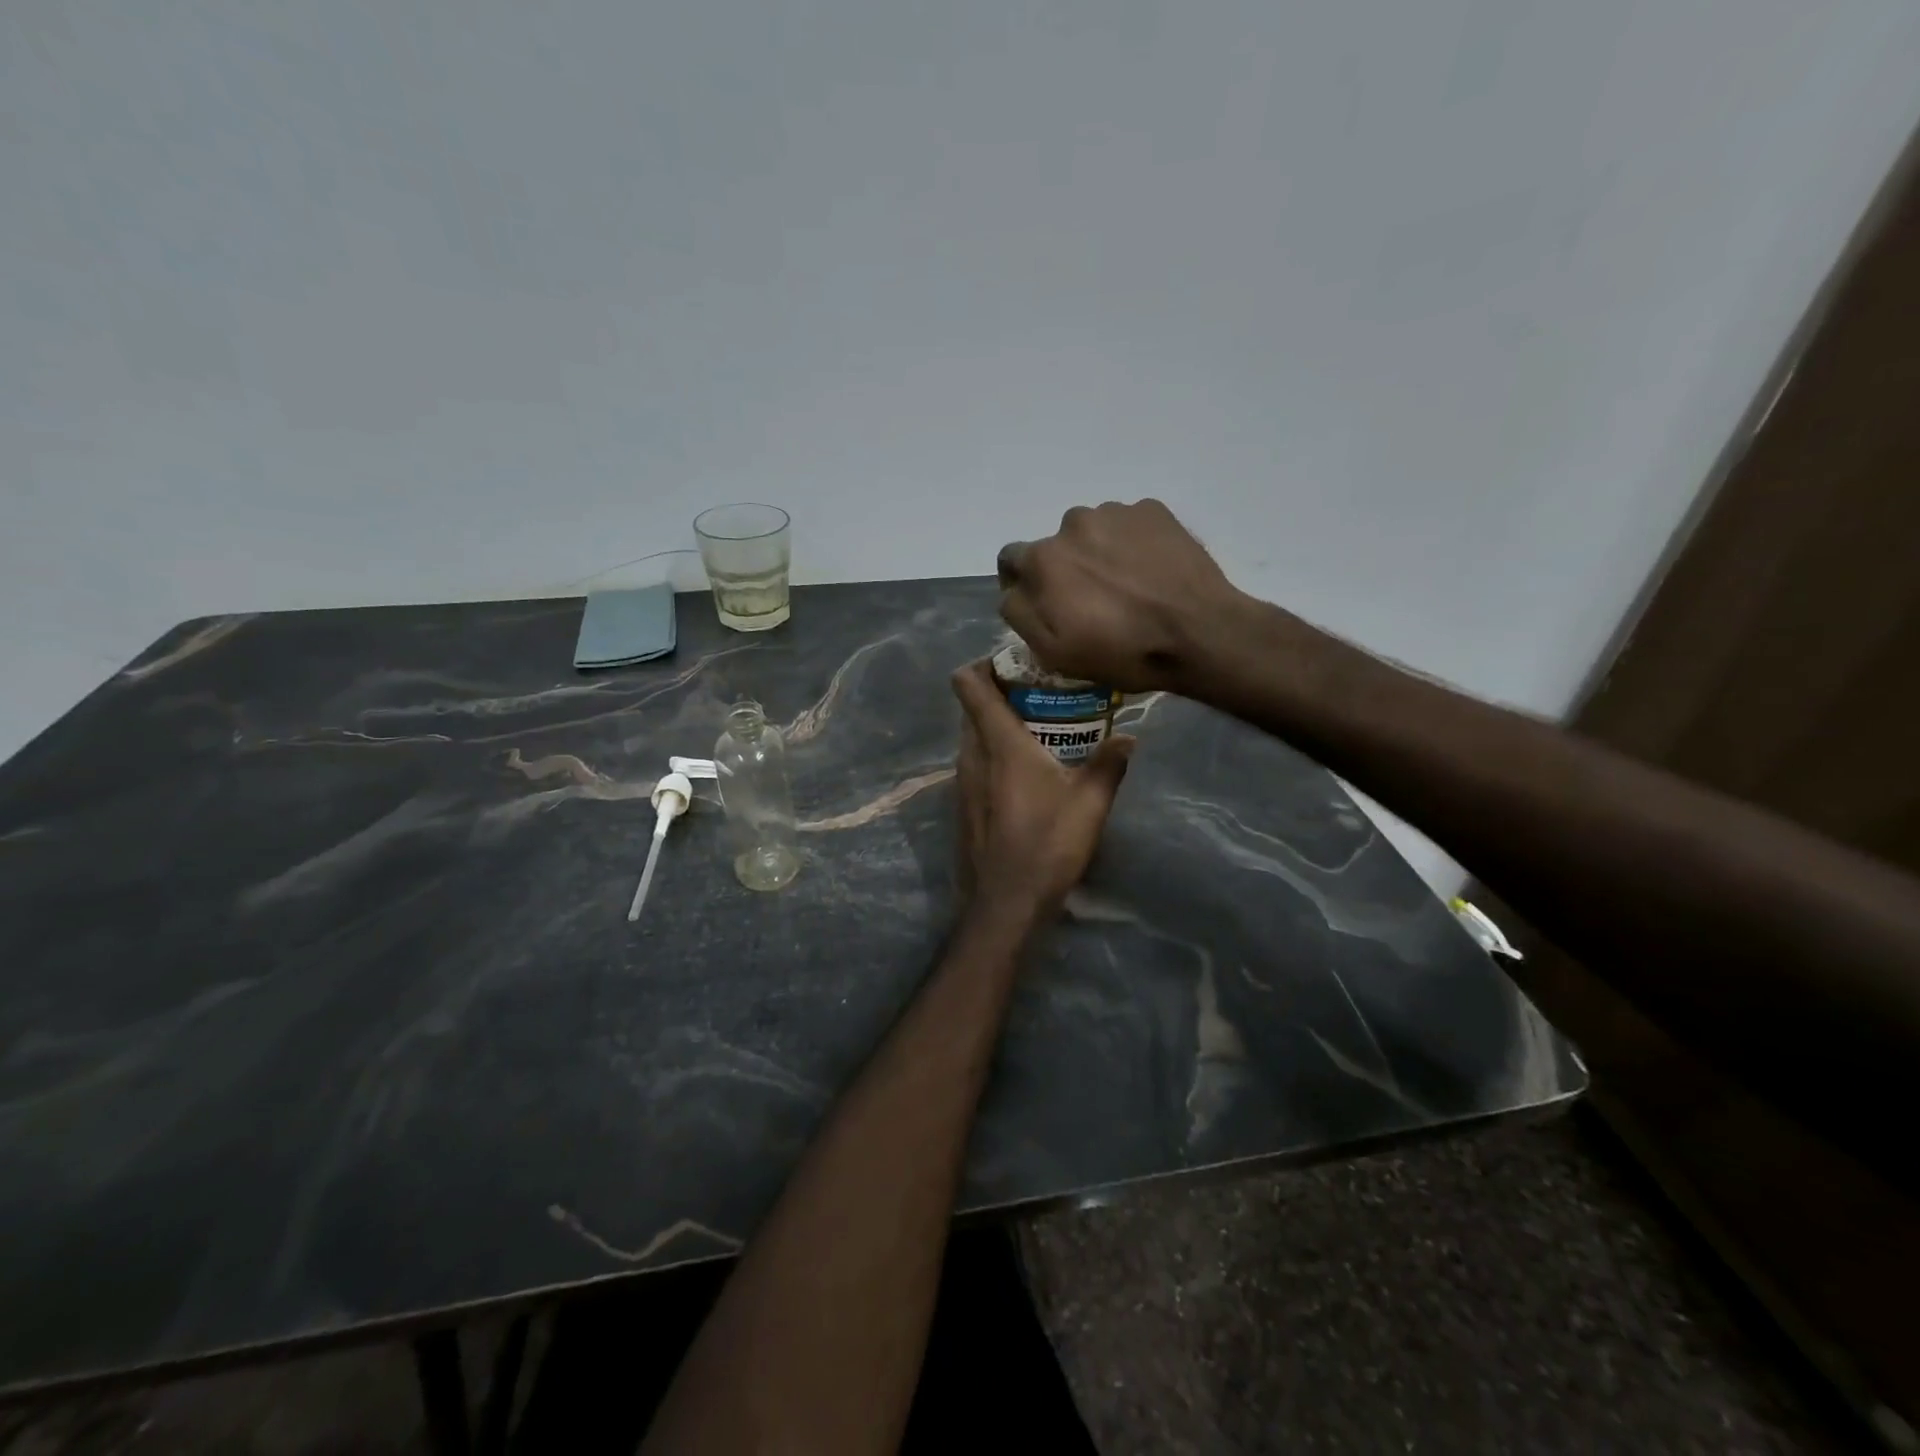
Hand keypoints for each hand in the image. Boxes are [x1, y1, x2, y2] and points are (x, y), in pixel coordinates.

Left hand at [951, 661, 1133, 916]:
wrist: (1006, 902)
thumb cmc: (1048, 844)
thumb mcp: (1090, 803)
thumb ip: (1110, 764)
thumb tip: (1129, 737)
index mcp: (998, 742)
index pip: (969, 684)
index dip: (983, 664)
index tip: (1016, 665)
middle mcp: (971, 754)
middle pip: (972, 707)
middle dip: (1000, 694)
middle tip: (1040, 697)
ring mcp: (962, 781)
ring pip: (971, 736)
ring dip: (996, 727)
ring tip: (1038, 733)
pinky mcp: (962, 805)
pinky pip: (973, 764)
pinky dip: (992, 755)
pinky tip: (1024, 775)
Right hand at [996, 499, 1246, 693]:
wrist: (1199, 633)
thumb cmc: (1121, 650)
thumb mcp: (1054, 651)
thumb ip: (1020, 612)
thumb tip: (1013, 590)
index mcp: (1043, 558)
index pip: (1011, 559)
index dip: (1022, 582)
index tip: (1045, 603)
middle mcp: (1072, 523)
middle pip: (1057, 545)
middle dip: (1067, 569)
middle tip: (1093, 600)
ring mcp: (1117, 512)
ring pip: (1094, 532)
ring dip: (1100, 553)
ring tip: (1127, 586)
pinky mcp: (1154, 511)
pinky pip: (1130, 525)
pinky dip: (1133, 544)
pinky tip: (1152, 573)